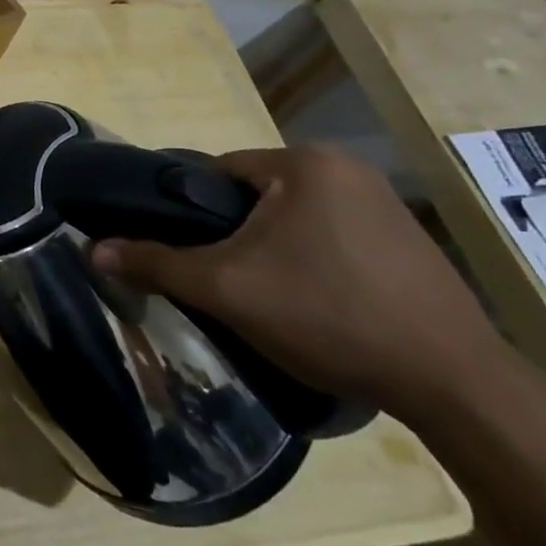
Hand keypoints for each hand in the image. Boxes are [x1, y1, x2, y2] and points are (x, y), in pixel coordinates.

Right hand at [90, 145, 508, 420]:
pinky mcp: (408, 239)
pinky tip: (316, 303)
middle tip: (225, 282)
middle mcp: (347, 168)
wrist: (454, 383)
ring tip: (267, 297)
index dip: (192, 214)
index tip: (187, 253)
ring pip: (293, 218)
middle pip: (255, 196)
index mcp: (304, 162)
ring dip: (271, 249)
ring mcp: (385, 202)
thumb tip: (92, 250)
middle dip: (234, 236)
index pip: (217, 173)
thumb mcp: (227, 289)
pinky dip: (312, 261)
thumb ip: (156, 263)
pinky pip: (332, 236)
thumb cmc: (328, 315)